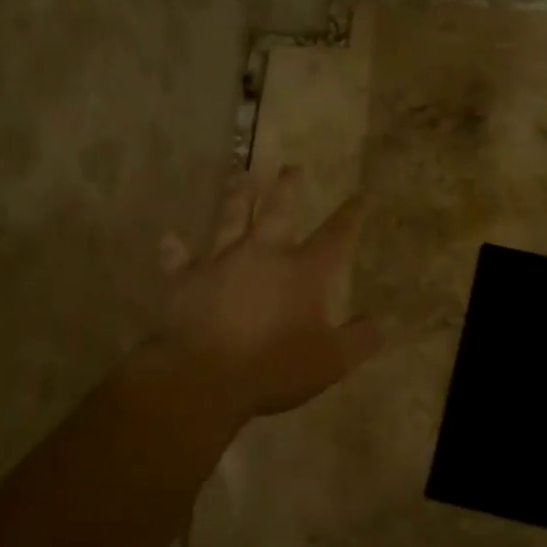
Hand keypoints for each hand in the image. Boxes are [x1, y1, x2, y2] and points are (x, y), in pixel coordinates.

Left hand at [153, 167, 381, 423]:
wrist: (206, 378)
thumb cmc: (275, 368)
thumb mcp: (332, 362)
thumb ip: (360, 340)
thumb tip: (377, 323)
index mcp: (304, 270)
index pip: (336, 234)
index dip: (350, 214)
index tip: (359, 196)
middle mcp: (264, 253)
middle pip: (279, 209)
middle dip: (288, 187)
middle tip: (291, 168)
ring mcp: (222, 261)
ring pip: (230, 217)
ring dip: (237, 196)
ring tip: (241, 176)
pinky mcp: (187, 279)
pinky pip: (179, 257)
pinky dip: (175, 247)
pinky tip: (170, 237)